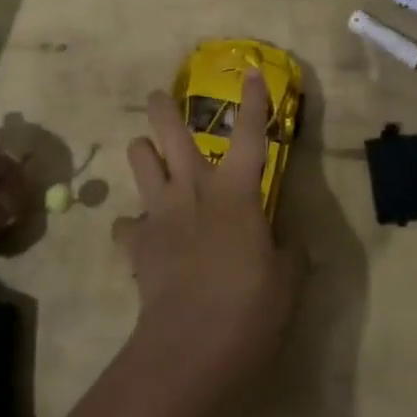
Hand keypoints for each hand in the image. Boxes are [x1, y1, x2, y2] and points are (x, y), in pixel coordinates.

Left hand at [115, 71, 298, 400]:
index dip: (253, 102)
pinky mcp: (136, 241)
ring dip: (142, 153)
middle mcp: (193, 189)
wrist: (191, 345)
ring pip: (139, 160)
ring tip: (147, 154)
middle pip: (170, 133)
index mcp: (235, 192)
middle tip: (157, 97)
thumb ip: (290, 254)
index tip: (249, 71)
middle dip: (162, 108)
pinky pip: (127, 224)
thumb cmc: (250, 307)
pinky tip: (140, 234)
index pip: (251, 135)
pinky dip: (133, 225)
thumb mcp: (287, 281)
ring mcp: (159, 212)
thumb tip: (289, 244)